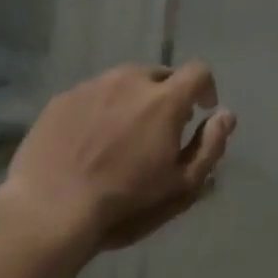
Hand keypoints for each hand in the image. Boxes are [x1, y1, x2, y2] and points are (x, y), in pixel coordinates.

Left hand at [0, 61, 235, 251]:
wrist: (52, 206)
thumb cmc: (126, 200)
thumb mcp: (182, 184)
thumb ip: (210, 146)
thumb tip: (225, 116)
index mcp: (164, 99)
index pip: (198, 71)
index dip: (205, 88)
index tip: (201, 110)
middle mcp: (128, 81)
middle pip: (159, 74)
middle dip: (168, 95)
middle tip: (161, 128)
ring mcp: (91, 86)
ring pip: (123, 81)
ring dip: (134, 99)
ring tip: (124, 134)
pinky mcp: (62, 98)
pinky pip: (93, 93)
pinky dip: (102, 108)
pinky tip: (92, 140)